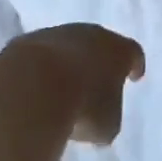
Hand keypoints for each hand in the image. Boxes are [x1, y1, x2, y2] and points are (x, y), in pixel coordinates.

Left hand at [8, 24, 145, 145]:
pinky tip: (36, 89)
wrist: (34, 86)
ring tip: (62, 90)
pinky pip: (40, 56)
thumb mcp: (107, 126)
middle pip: (99, 45)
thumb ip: (108, 118)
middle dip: (98, 63)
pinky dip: (41, 70)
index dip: (134, 65)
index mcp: (119, 50)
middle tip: (96, 83)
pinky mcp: (27, 42)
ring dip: (67, 65)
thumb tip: (99, 119)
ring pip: (67, 48)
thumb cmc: (84, 107)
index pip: (133, 54)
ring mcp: (57, 34)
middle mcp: (91, 34)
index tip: (134, 76)